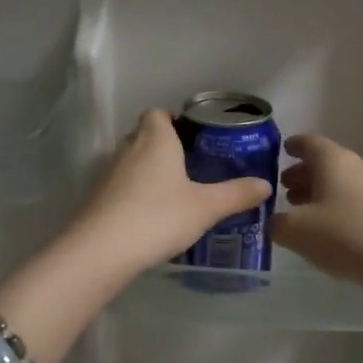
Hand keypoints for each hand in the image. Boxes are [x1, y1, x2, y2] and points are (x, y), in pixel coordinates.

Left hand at [67, 109, 271, 276]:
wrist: (102, 250)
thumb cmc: (159, 216)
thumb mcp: (206, 207)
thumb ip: (236, 194)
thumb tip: (265, 185)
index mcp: (155, 139)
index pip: (158, 113)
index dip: (173, 120)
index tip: (192, 138)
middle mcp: (128, 148)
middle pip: (143, 135)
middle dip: (163, 146)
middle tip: (189, 167)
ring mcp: (107, 173)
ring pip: (130, 161)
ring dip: (147, 172)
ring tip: (172, 194)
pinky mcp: (96, 198)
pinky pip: (119, 186)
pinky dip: (133, 194)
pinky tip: (149, 216)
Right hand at [271, 134, 362, 290]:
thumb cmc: (344, 235)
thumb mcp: (295, 231)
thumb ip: (277, 223)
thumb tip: (275, 221)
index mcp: (332, 160)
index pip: (308, 142)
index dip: (292, 145)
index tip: (281, 150)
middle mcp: (357, 166)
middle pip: (325, 163)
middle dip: (303, 174)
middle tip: (284, 190)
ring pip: (341, 183)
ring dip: (319, 193)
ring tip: (302, 212)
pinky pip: (355, 201)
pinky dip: (337, 207)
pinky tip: (329, 230)